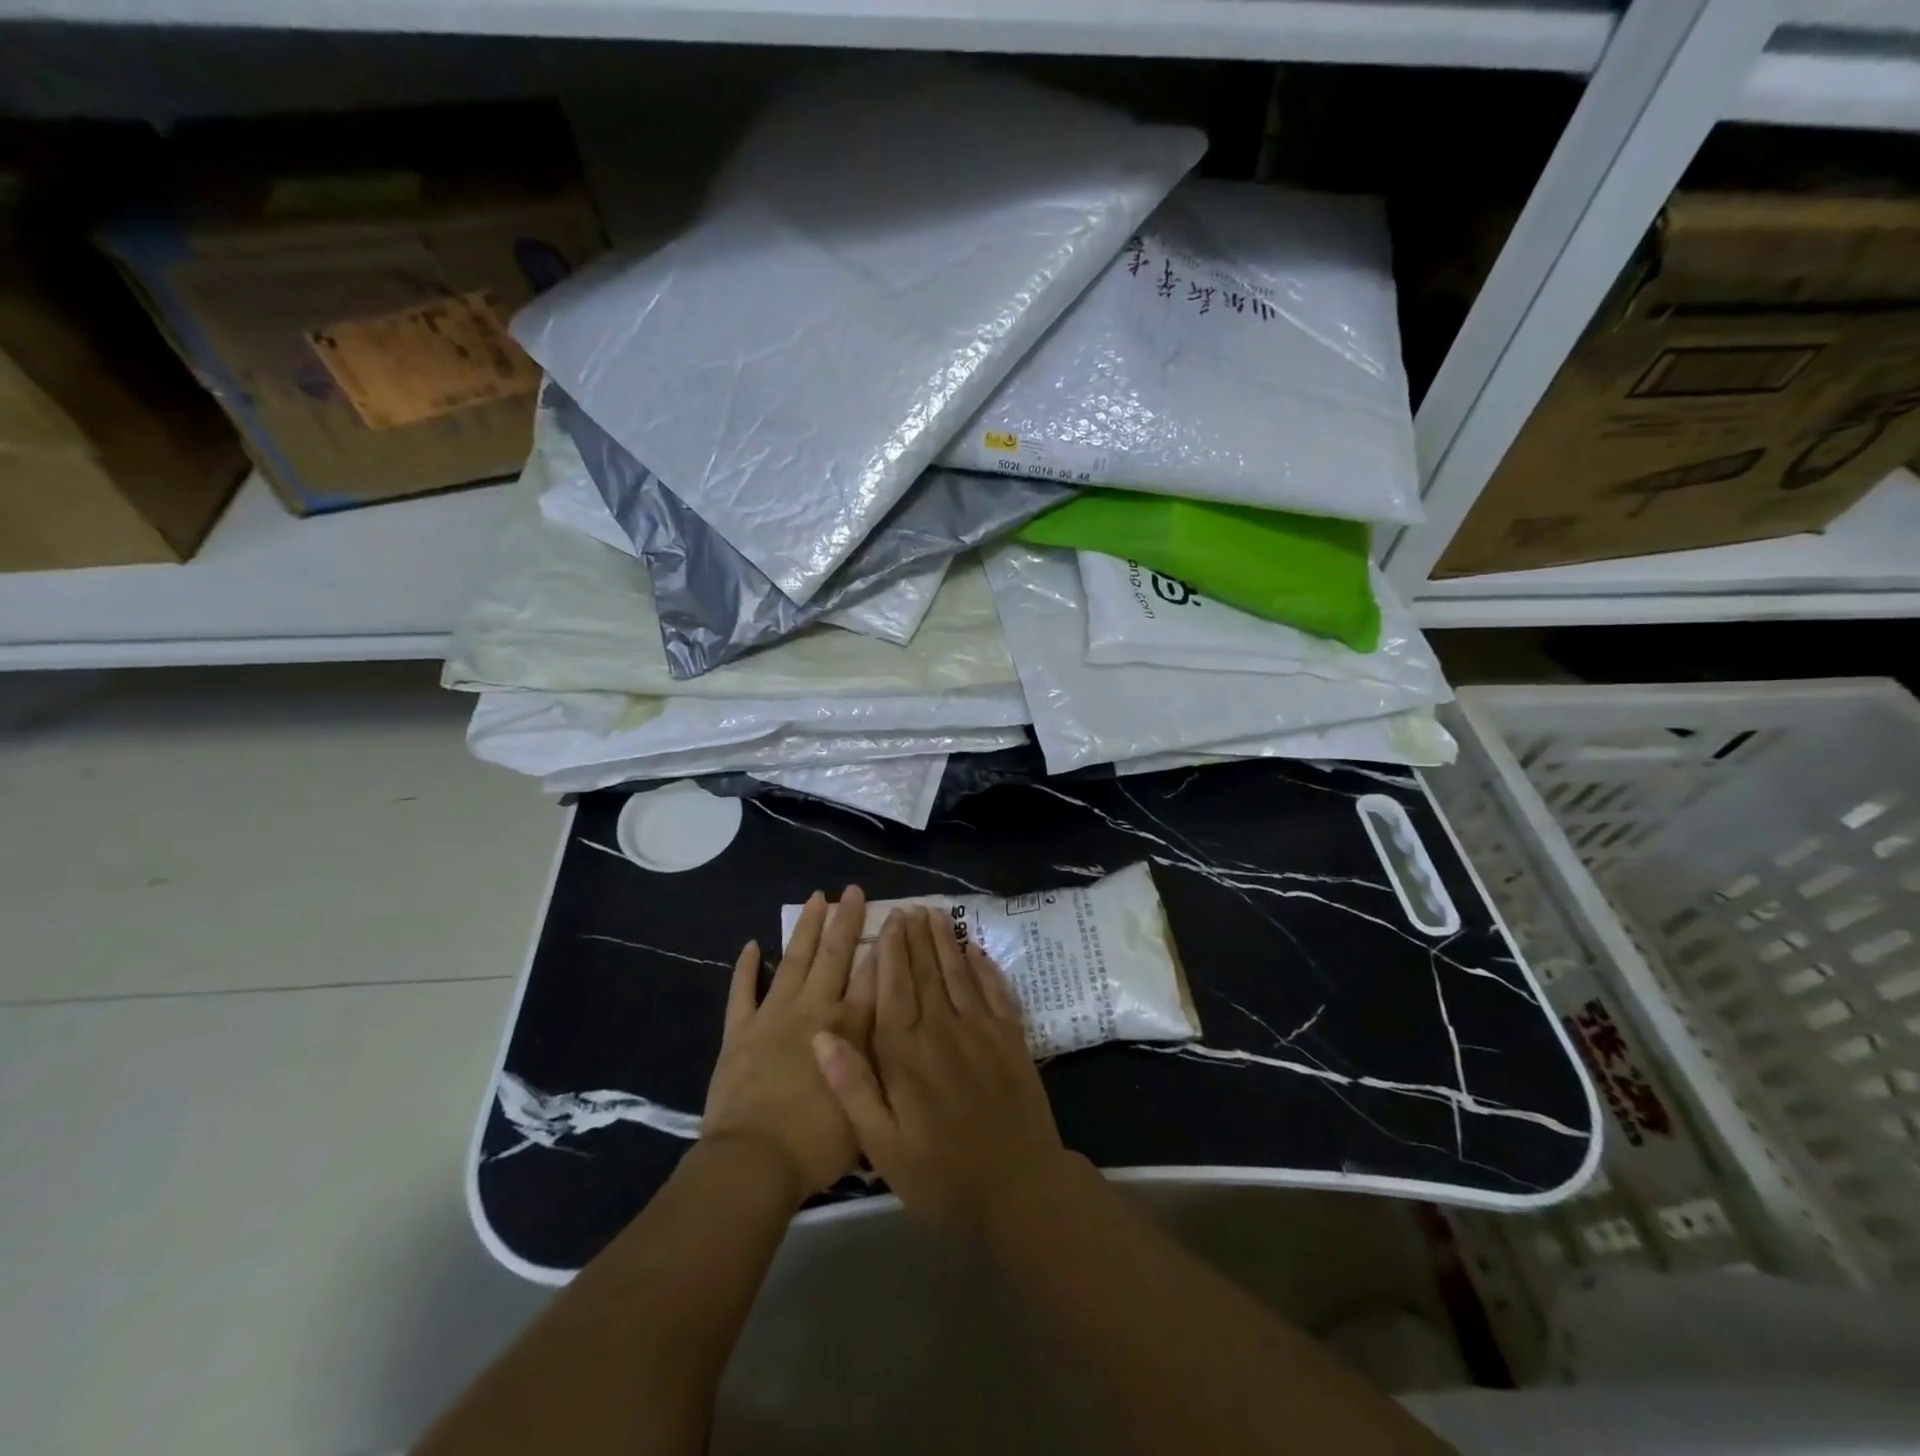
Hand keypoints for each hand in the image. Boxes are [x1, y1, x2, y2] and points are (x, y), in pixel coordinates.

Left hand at [702, 886, 873, 1205]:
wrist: (754, 1161)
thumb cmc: (817, 1144)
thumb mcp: (870, 1106)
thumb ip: (882, 1065)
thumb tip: (898, 1038)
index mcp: (849, 1028)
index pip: (873, 975)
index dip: (885, 943)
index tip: (894, 915)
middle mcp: (814, 1010)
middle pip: (834, 955)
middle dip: (846, 920)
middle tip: (852, 890)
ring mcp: (774, 1016)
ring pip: (794, 961)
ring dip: (805, 928)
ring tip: (815, 898)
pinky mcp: (740, 1031)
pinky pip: (742, 992)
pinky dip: (746, 968)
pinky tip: (751, 945)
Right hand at [811, 906, 1066, 1233]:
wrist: (1018, 1190)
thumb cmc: (941, 1175)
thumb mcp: (882, 1145)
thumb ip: (852, 1087)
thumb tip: (819, 1036)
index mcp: (906, 1053)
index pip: (894, 987)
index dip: (890, 951)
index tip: (889, 921)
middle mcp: (943, 1029)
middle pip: (927, 971)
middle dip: (917, 937)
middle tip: (912, 908)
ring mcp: (982, 1029)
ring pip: (959, 972)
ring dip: (947, 941)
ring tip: (937, 915)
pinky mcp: (1012, 1037)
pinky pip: (995, 990)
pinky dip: (984, 966)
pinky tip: (976, 950)